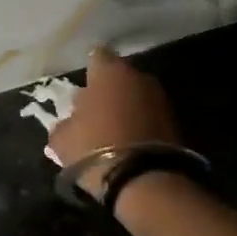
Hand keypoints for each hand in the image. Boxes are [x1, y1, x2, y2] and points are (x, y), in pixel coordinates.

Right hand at [48, 46, 181, 196]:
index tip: (81, 86)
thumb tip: (69, 122)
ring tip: (109, 128)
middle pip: (119, 77)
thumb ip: (63, 123)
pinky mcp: (174, 122)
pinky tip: (126, 140)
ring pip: (135, 96)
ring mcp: (160, 98)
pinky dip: (138, 123)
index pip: (97, 56)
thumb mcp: (62, 138)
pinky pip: (148, 115)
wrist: (142, 178)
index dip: (89, 70)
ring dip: (125, 107)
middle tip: (92, 110)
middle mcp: (138, 77)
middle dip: (107, 90)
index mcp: (109, 72)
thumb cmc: (93, 147)